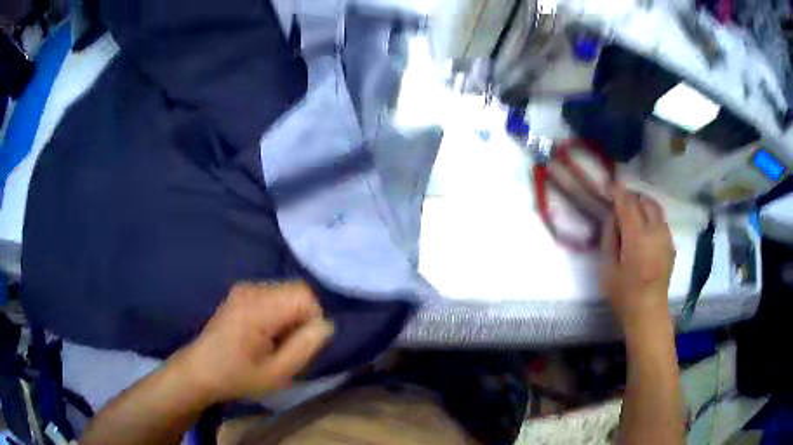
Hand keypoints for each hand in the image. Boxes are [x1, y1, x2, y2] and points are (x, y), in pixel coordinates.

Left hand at [171, 282, 333, 402]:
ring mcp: (244, 288)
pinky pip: (273, 294)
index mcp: (257, 308)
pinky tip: (265, 333)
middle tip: (288, 345)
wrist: (200, 371)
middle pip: (296, 291)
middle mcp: (251, 289)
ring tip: (275, 341)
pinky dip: (278, 312)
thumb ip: (305, 347)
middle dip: (302, 317)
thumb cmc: (238, 376)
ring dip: (290, 315)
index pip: (304, 295)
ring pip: (286, 292)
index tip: (300, 344)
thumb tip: (326, 325)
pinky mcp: (240, 292)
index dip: (312, 319)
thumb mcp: (277, 373)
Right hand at [600, 182, 675, 329]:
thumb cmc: (624, 294)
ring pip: (655, 208)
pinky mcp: (671, 244)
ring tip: (632, 211)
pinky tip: (644, 228)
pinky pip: (661, 221)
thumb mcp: (608, 268)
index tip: (608, 185)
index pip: (627, 203)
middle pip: (644, 201)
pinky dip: (651, 216)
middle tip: (619, 201)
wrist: (649, 312)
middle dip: (631, 196)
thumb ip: (610, 238)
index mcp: (637, 238)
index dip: (617, 191)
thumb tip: (613, 217)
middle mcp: (655, 231)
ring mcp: (666, 237)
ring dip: (643, 203)